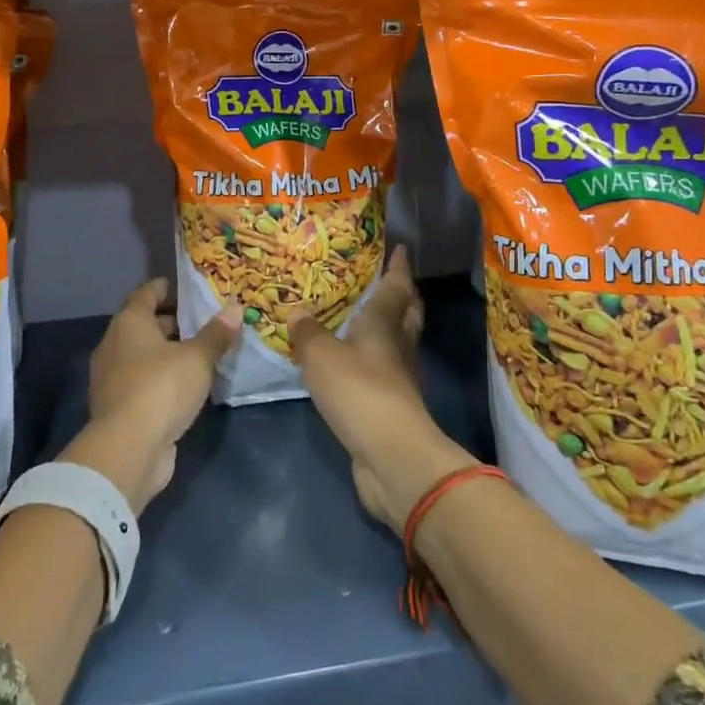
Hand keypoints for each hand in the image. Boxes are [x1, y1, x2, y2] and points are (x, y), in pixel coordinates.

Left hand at [61, 279, 239, 512]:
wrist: (129, 449)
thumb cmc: (161, 388)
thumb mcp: (197, 358)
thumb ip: (216, 334)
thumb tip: (236, 308)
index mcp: (129, 323)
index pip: (146, 294)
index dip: (165, 288)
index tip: (185, 286)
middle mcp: (114, 345)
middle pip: (143, 325)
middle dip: (171, 322)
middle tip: (202, 321)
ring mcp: (112, 378)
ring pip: (142, 355)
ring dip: (166, 352)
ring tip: (199, 352)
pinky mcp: (118, 407)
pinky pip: (142, 381)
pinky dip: (160, 378)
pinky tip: (184, 385)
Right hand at [289, 247, 473, 533]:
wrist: (391, 456)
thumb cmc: (359, 391)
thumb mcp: (322, 356)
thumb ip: (308, 333)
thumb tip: (298, 312)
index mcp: (384, 325)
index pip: (395, 287)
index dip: (397, 267)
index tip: (400, 248)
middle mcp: (397, 347)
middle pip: (407, 314)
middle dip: (402, 296)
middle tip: (388, 280)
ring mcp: (398, 380)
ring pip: (397, 344)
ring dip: (388, 329)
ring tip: (364, 319)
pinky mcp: (391, 409)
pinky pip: (382, 374)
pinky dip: (372, 362)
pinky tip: (353, 364)